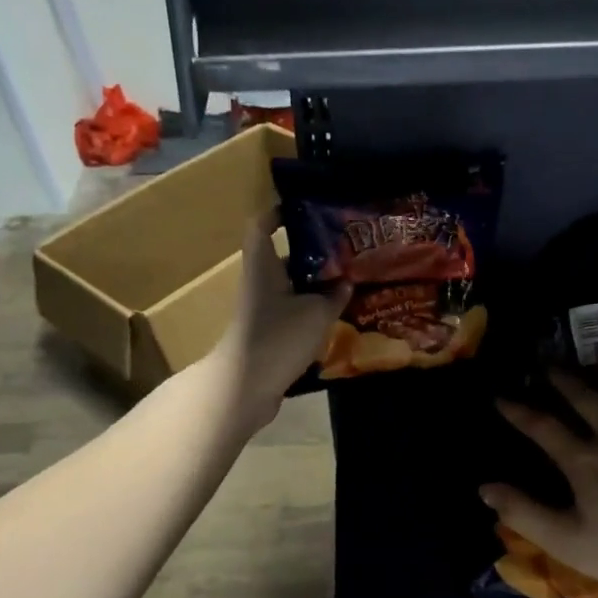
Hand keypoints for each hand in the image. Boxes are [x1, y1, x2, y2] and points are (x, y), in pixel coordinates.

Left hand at [213, 211, 349, 431]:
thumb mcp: (316, 312)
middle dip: (313, 253)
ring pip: (292, 288)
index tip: (305, 210)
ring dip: (317, 285)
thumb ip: (334, 295)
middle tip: (347, 249)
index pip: (263, 226)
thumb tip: (345, 283)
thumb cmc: (278, 337)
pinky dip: (313, 311)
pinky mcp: (269, 334)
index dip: (279, 213)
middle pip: (284, 258)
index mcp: (263, 265)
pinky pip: (294, 313)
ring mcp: (263, 310)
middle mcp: (260, 282)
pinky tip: (339, 316)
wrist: (246, 387)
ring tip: (351, 281)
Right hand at [481, 354, 597, 597]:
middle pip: (582, 397)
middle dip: (560, 378)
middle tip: (546, 361)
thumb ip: (525, 513)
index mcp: (583, 461)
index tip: (500, 395)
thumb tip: (485, 488)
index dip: (517, 410)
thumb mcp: (570, 543)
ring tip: (597, 350)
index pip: (541, 427)